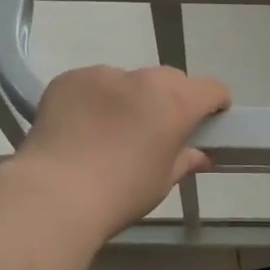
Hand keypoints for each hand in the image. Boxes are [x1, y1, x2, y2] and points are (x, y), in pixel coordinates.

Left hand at [14, 65, 231, 236]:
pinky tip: (80, 128)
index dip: (214, 104)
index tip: (207, 122)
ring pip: (128, 82)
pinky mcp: (68, 79)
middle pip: (170, 80)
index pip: (211, 89)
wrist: (54, 194)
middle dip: (171, 100)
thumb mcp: (162, 182)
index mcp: (175, 102)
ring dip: (129, 99)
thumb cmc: (120, 194)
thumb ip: (184, 160)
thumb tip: (199, 156)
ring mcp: (102, 75)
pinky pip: (92, 84)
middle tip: (157, 131)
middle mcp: (142, 79)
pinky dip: (94, 100)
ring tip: (110, 132)